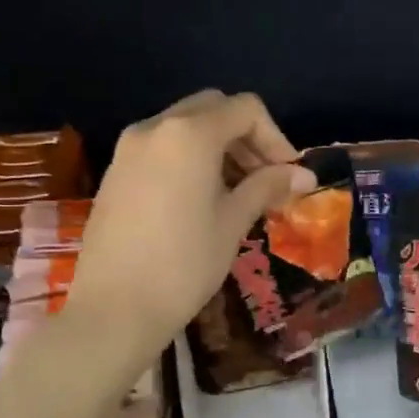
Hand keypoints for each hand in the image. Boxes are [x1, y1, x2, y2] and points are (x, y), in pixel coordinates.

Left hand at [63, 91, 315, 362]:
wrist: (114, 308)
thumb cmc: (184, 264)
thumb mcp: (233, 222)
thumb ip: (267, 187)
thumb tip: (304, 175)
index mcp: (189, 134)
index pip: (245, 109)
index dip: (275, 138)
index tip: (288, 175)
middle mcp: (155, 128)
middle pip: (213, 109)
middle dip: (246, 137)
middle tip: (265, 178)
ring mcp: (128, 149)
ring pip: (184, 126)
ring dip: (218, 147)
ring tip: (238, 192)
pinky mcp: (115, 172)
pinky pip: (162, 148)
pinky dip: (190, 158)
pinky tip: (202, 199)